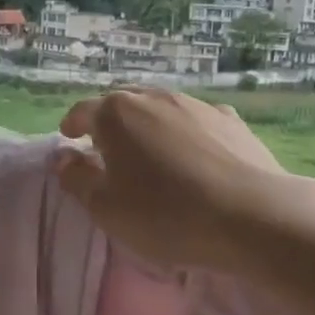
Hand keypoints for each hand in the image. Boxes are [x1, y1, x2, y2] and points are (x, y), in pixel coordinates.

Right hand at [53, 86, 287, 271]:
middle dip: (109, 122)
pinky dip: (184, 132)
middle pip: (122, 103)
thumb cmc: (165, 214)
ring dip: (147, 125)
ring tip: (149, 151)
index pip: (83, 111)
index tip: (68, 138)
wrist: (251, 216)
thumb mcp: (106, 208)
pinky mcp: (230, 120)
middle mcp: (154, 98)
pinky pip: (195, 120)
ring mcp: (195, 104)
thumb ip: (76, 179)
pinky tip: (192, 153)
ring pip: (160, 108)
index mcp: (116, 114)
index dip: (72, 125)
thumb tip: (62, 157)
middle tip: (105, 147)